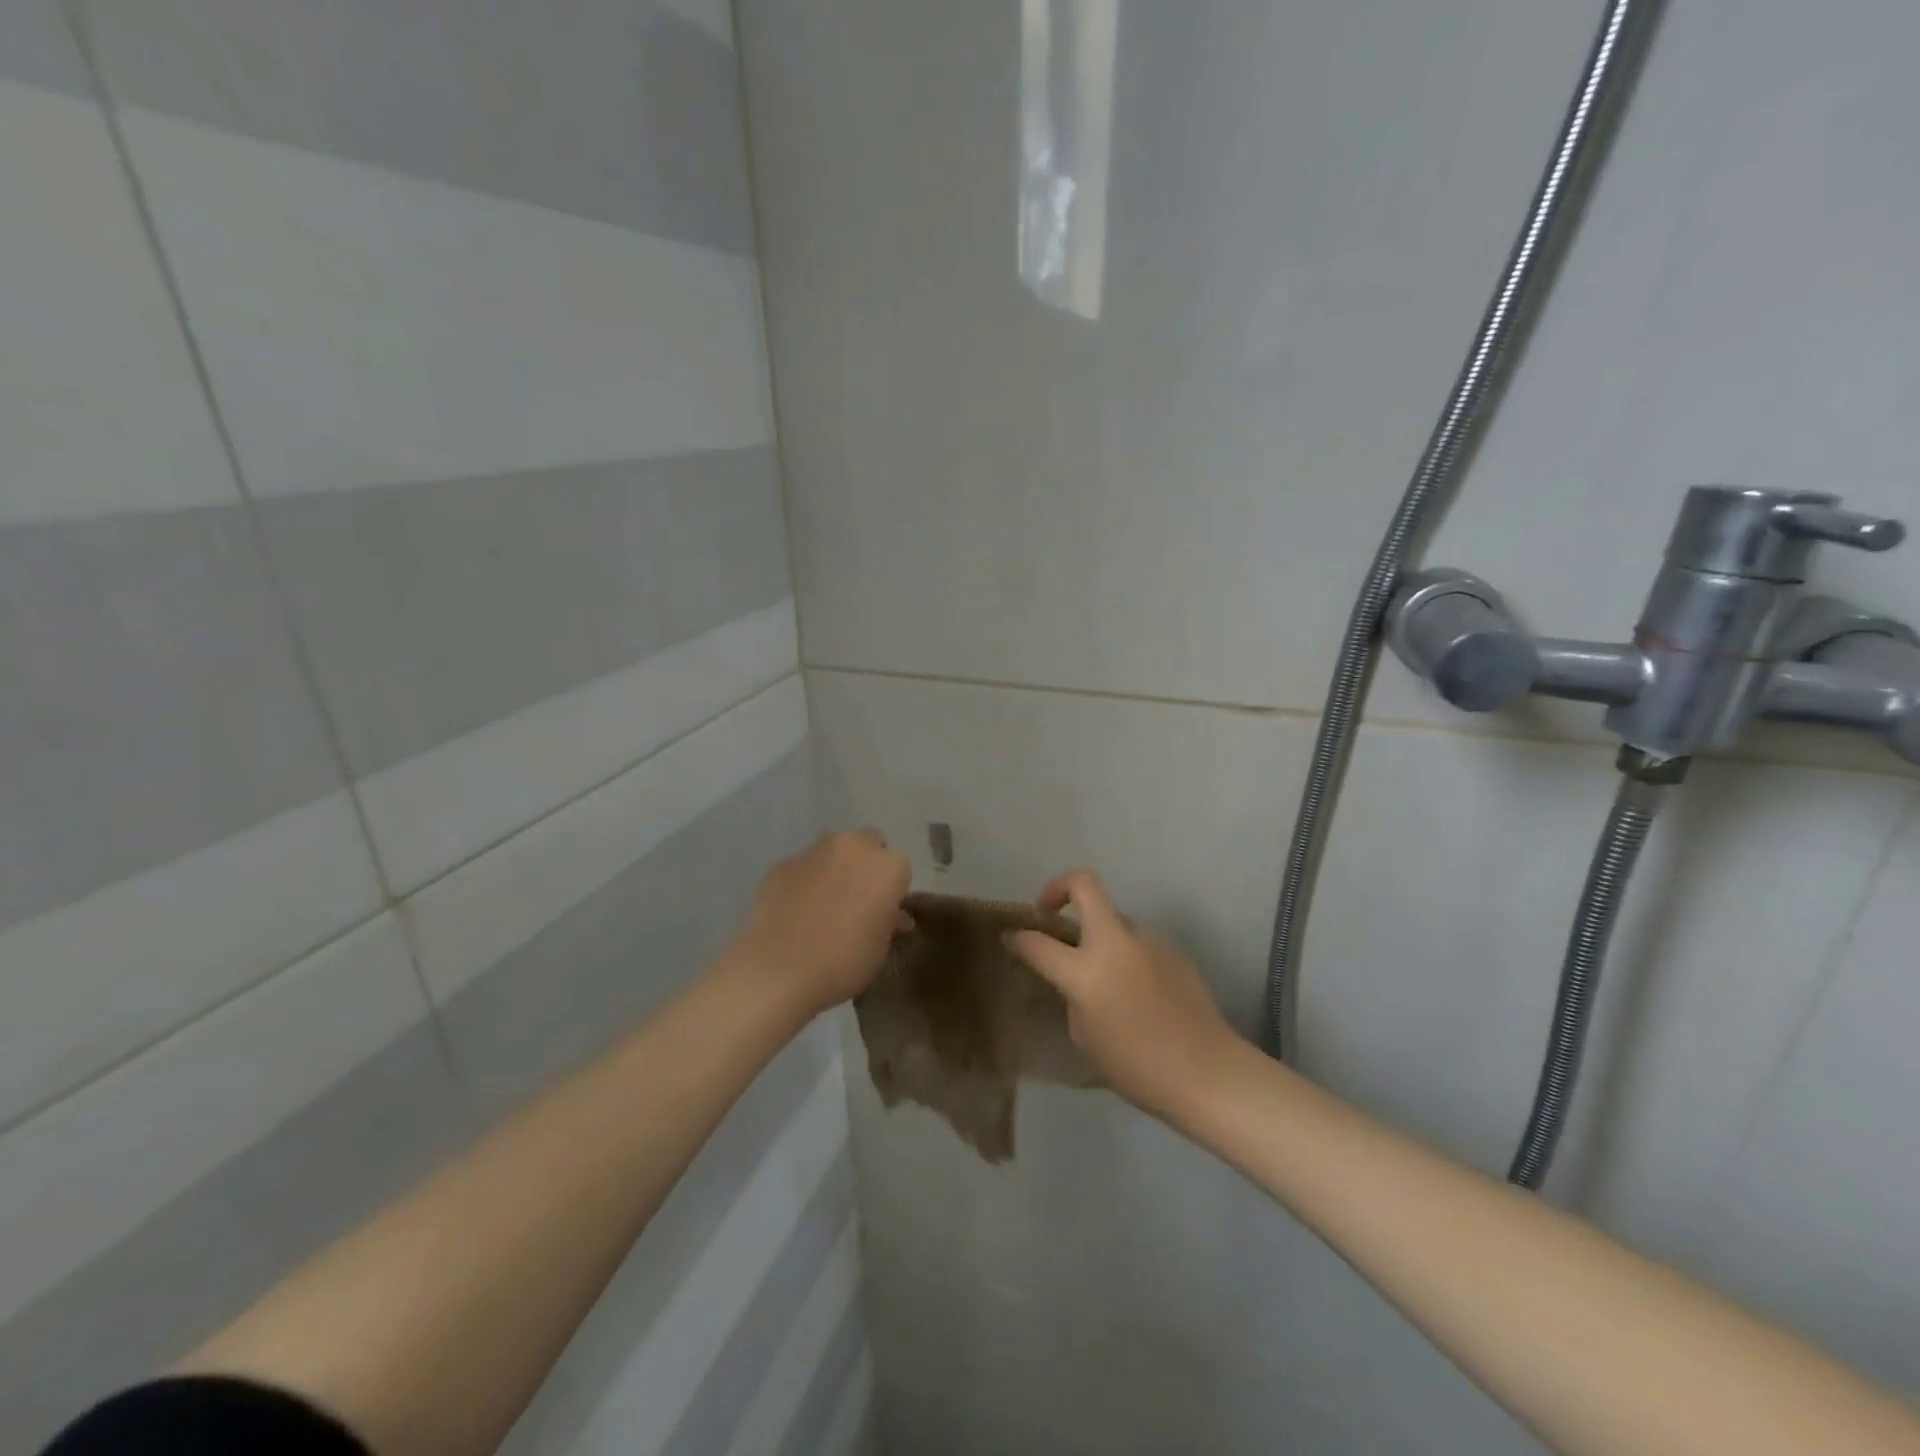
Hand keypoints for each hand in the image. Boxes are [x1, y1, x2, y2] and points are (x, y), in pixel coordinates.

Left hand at [726, 830, 911, 1020]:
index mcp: (887, 866)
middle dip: (867, 864)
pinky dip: (805, 880)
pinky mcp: (783, 863)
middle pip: (868, 844)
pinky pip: (803, 867)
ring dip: (835, 867)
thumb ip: (889, 923)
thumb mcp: (880, 950)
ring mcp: (814, 851)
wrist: (777, 970)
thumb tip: (893, 916)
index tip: (883, 911)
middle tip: (858, 899)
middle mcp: (853, 847)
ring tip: (824, 903)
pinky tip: (795, 910)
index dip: (892, 889)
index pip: (900, 868)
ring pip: (834, 850)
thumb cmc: (843, 962)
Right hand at [1008, 869, 1235, 1120]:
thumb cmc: (1136, 1067)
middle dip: (1058, 888)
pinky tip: (1136, 990)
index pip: (1037, 943)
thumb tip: (1075, 976)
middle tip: (1049, 912)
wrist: (1206, 1072)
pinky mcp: (1172, 948)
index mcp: (1085, 972)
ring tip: (1103, 973)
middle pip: (1084, 884)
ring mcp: (1147, 940)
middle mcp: (1115, 943)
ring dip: (1098, 934)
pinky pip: (1137, 942)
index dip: (1018, 937)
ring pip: (1113, 918)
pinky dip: (1126, 955)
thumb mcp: (1084, 1035)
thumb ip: (1073, 994)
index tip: (1011, 937)